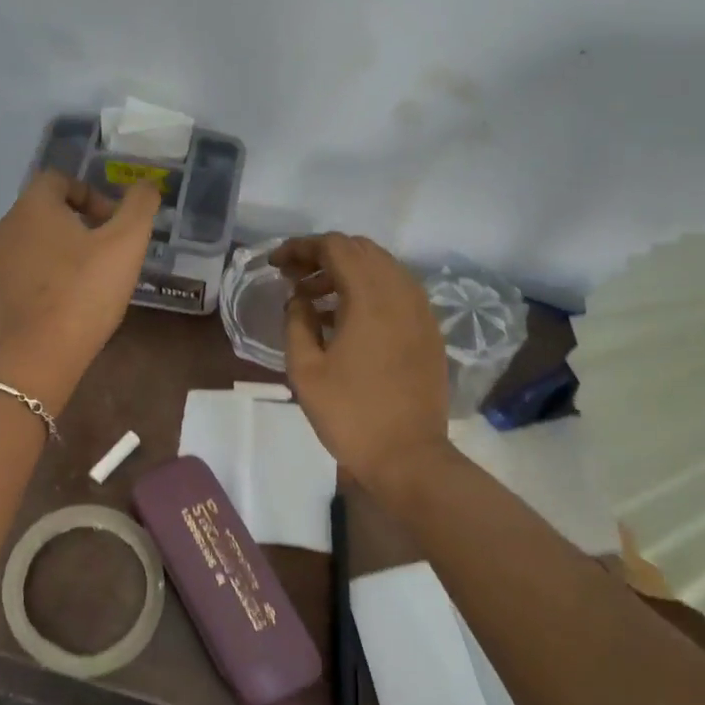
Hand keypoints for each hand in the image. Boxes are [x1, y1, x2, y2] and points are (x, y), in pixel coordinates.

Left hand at [0, 172, 158, 359]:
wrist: (39, 354)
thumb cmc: (85, 291)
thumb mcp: (127, 244)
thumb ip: (140, 207)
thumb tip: (147, 184)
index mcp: (34, 207)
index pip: (58, 180)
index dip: (89, 195)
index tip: (111, 224)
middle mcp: (3, 229)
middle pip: (40, 215)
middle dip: (72, 227)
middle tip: (101, 256)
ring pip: (25, 250)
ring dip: (51, 258)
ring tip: (80, 286)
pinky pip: (11, 284)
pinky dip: (32, 289)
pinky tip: (53, 311)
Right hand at [271, 233, 451, 492]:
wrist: (408, 457)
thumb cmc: (350, 415)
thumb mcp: (305, 371)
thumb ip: (296, 323)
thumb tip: (298, 299)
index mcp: (370, 298)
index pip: (335, 247)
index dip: (301, 248)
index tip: (276, 265)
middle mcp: (401, 293)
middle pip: (361, 250)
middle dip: (323, 255)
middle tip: (293, 278)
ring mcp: (421, 311)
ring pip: (382, 268)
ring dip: (347, 272)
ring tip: (314, 298)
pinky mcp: (429, 331)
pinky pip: (397, 291)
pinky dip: (369, 290)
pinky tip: (346, 318)